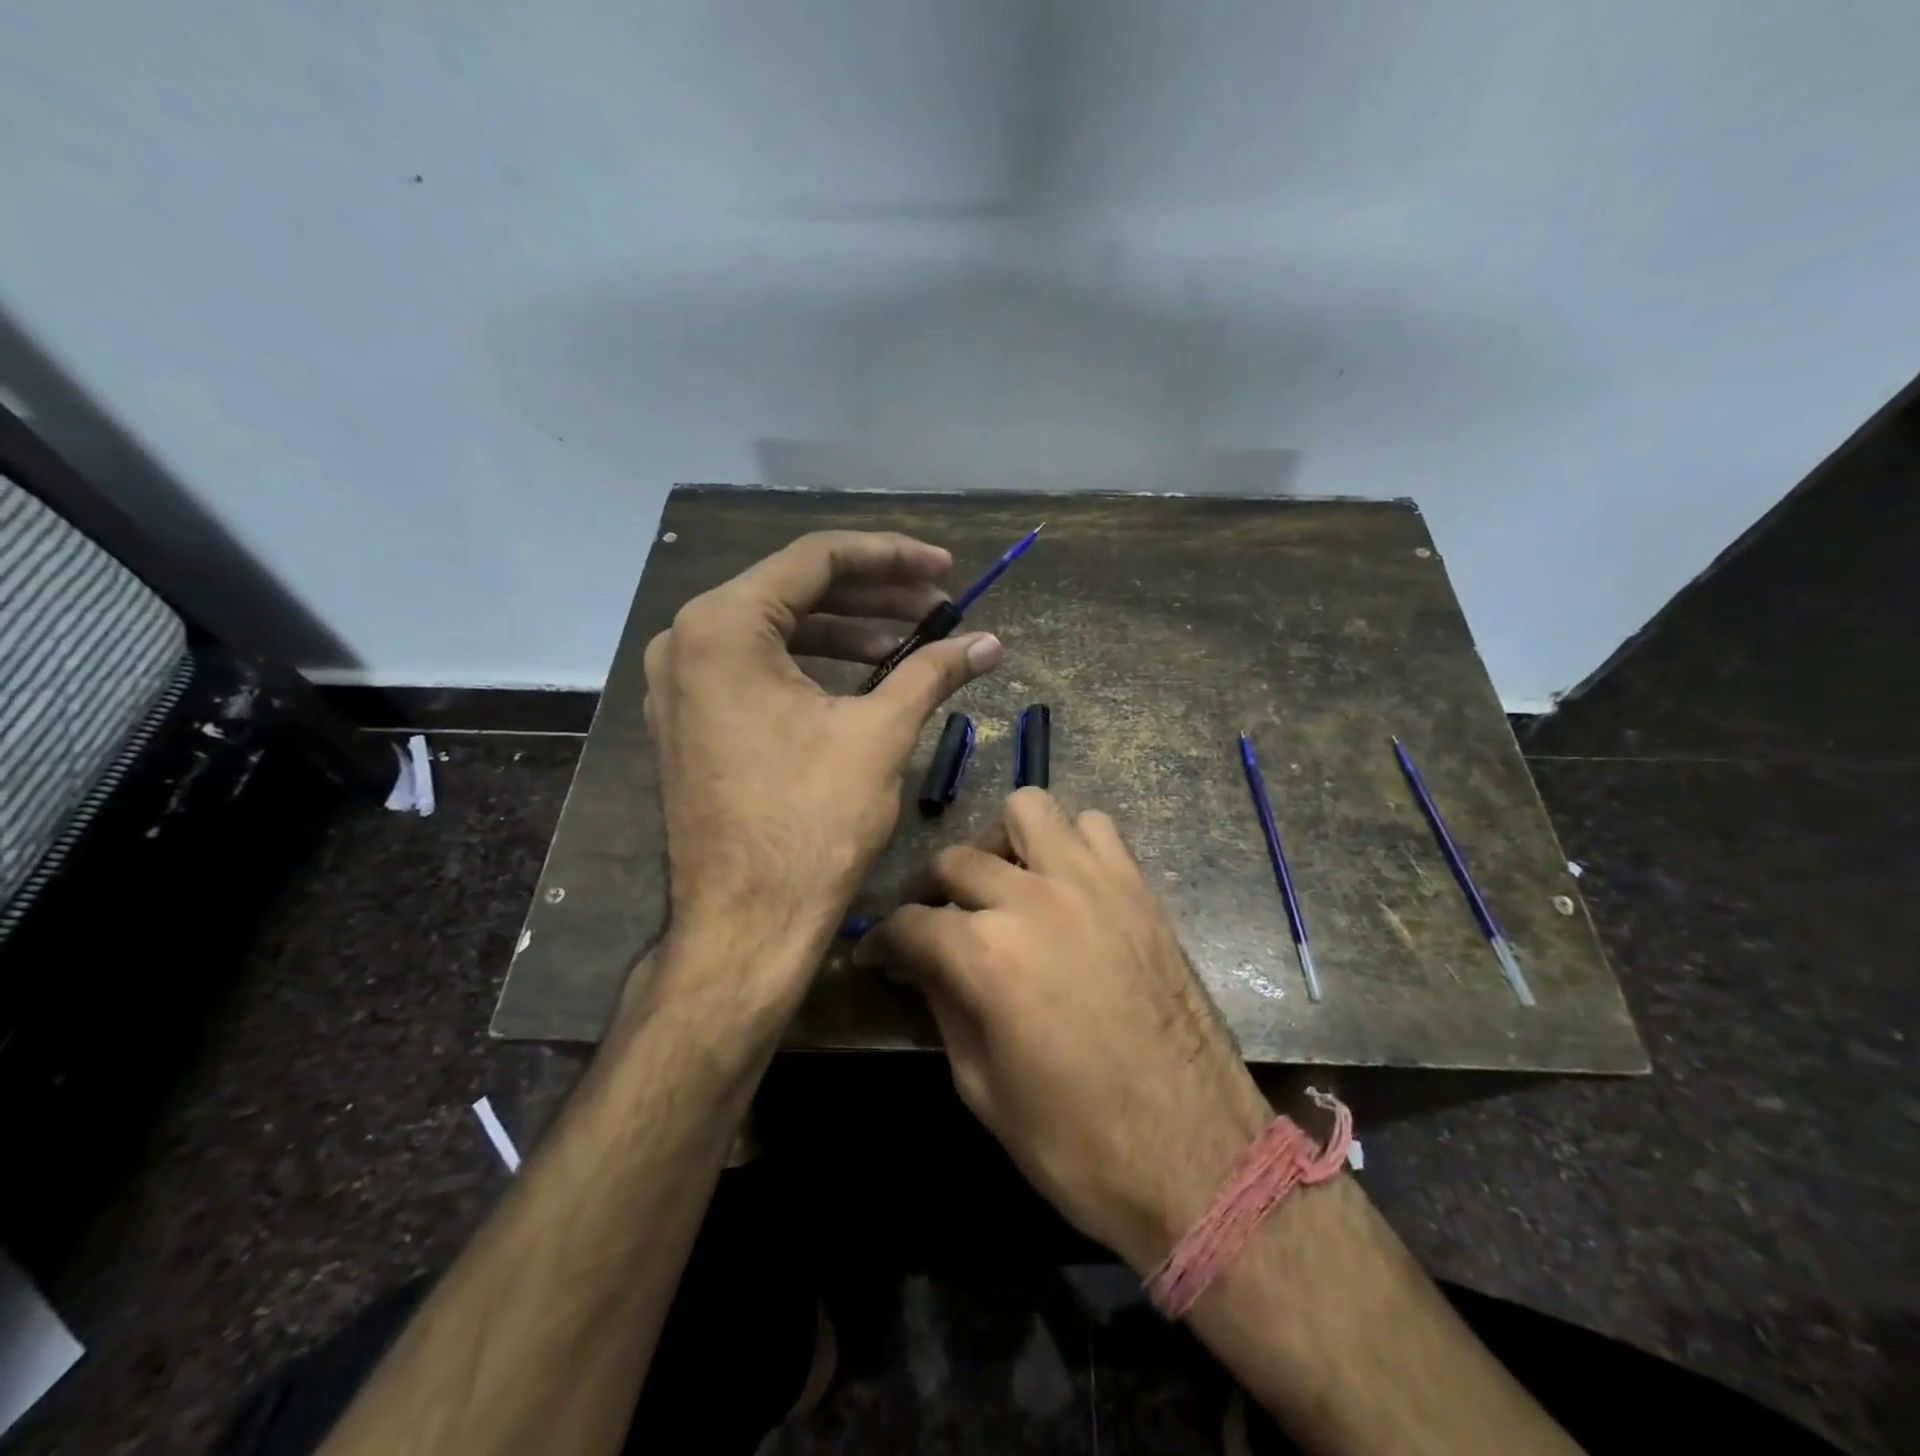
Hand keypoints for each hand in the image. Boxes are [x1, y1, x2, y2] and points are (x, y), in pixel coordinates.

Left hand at [643, 531, 1001, 980]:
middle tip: (940, 607)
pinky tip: (867, 675)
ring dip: (849, 631)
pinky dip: (814, 665)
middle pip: (795, 590)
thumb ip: (933, 671)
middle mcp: (688, 640)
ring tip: (914, 642)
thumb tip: (990, 642)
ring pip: (778, 631)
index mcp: (723, 625)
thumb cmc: (810, 823)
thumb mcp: (880, 733)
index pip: (817, 559)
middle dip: (875, 595)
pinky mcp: (692, 720)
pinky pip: (758, 669)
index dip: (891, 557)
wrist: (746, 925)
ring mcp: (682, 683)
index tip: (946, 570)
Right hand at [855, 789, 1273, 1273]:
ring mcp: (1091, 883)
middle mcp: (1032, 899)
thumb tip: (919, 964)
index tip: (874, 954)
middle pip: (956, 860)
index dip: (881, 940)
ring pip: (1027, 810)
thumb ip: (944, 1006)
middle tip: (932, 924)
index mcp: (986, 954)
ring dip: (1001, 843)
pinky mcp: (1136, 887)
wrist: (1194, 1155)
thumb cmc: (1076, 1141)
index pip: (909, 924)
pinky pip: (1094, 828)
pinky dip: (1068, 844)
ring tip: (1001, 886)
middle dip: (929, 891)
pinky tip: (1064, 886)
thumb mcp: (981, 1086)